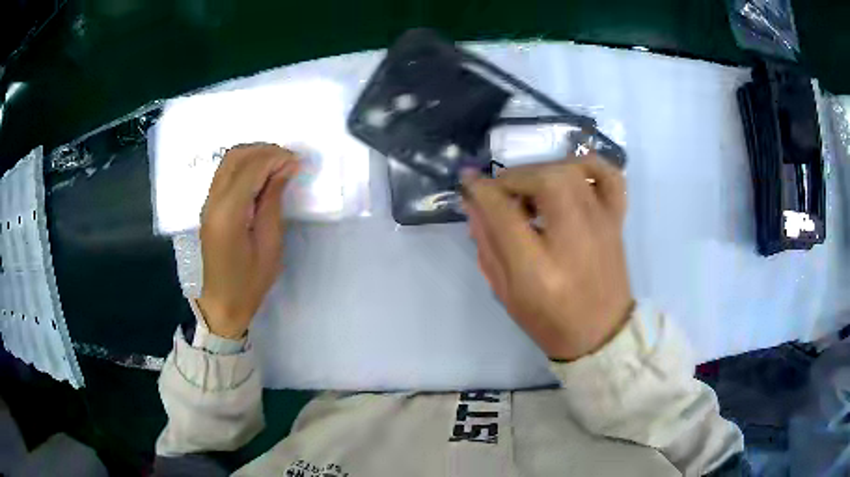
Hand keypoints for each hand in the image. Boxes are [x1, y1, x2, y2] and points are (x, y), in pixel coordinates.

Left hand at [197, 144, 299, 338]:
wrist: (223, 302)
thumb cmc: (250, 281)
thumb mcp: (270, 244)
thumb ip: (273, 201)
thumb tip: (285, 168)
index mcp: (228, 214)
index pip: (251, 169)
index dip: (275, 158)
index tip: (297, 162)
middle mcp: (213, 201)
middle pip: (236, 157)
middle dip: (264, 151)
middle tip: (289, 160)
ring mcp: (208, 202)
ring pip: (228, 161)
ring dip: (254, 155)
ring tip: (277, 165)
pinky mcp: (209, 206)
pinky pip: (225, 173)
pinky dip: (245, 166)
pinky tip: (261, 176)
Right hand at [462, 155, 632, 360]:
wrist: (601, 335)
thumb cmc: (550, 321)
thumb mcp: (507, 292)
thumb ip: (488, 245)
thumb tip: (474, 204)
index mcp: (539, 269)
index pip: (503, 212)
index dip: (480, 191)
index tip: (468, 183)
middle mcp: (574, 238)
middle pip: (542, 180)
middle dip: (512, 178)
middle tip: (501, 193)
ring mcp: (601, 225)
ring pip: (570, 172)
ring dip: (541, 170)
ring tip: (530, 189)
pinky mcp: (616, 221)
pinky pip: (609, 177)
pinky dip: (588, 165)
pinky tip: (572, 174)